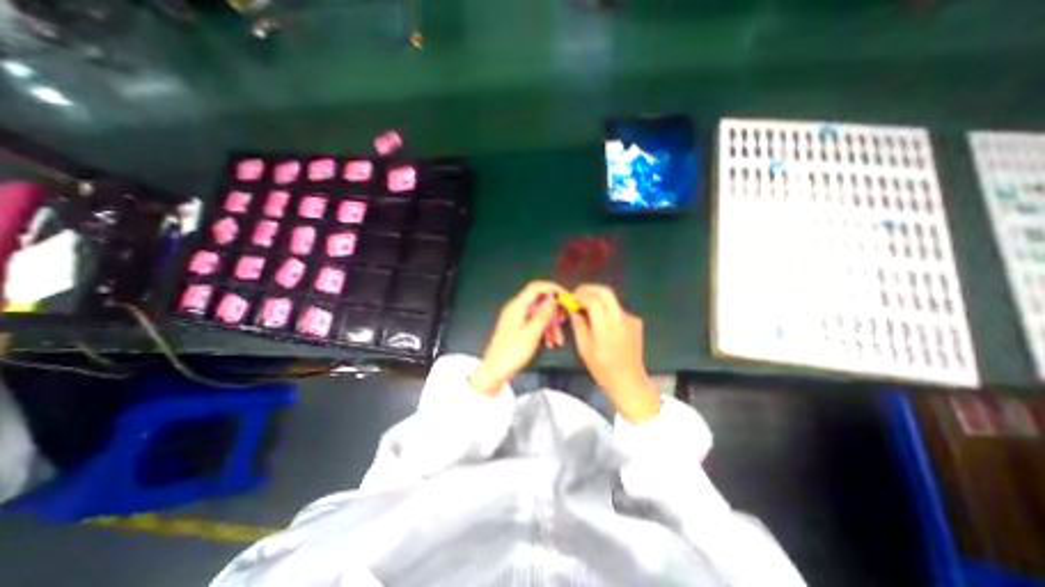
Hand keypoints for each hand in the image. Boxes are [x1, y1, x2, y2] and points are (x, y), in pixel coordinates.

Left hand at [469, 281, 562, 395]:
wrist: (496, 370)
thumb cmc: (513, 351)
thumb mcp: (532, 333)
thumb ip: (544, 314)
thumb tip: (554, 298)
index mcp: (517, 305)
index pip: (536, 287)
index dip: (552, 288)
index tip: (567, 297)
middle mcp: (517, 308)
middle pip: (539, 301)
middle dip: (554, 311)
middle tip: (566, 320)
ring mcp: (517, 318)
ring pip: (539, 314)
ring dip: (551, 325)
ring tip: (559, 340)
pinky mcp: (518, 328)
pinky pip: (534, 323)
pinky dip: (544, 330)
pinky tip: (550, 343)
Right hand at [569, 285, 655, 421]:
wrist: (629, 380)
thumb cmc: (602, 368)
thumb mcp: (584, 347)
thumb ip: (578, 324)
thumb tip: (571, 307)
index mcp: (606, 326)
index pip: (593, 299)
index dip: (580, 295)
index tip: (570, 299)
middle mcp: (621, 318)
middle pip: (605, 292)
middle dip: (589, 289)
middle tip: (577, 296)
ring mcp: (630, 318)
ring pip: (611, 299)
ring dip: (597, 299)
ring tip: (586, 309)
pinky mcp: (636, 321)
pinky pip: (617, 309)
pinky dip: (606, 309)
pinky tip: (601, 321)